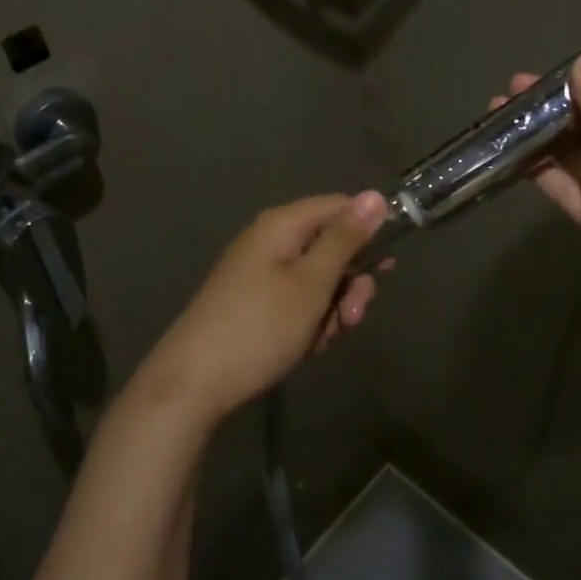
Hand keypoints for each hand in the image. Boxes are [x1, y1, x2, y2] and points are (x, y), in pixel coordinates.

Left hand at [138, 191, 390, 425]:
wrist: (193, 384)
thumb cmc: (260, 327)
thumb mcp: (312, 282)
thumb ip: (345, 239)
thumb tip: (375, 196)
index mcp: (282, 225)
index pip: (339, 206)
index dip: (368, 230)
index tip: (388, 267)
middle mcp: (270, 240)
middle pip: (330, 245)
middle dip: (350, 282)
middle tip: (352, 317)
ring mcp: (260, 272)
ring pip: (317, 278)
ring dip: (332, 308)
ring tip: (324, 339)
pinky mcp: (254, 301)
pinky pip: (297, 299)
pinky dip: (309, 321)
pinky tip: (307, 347)